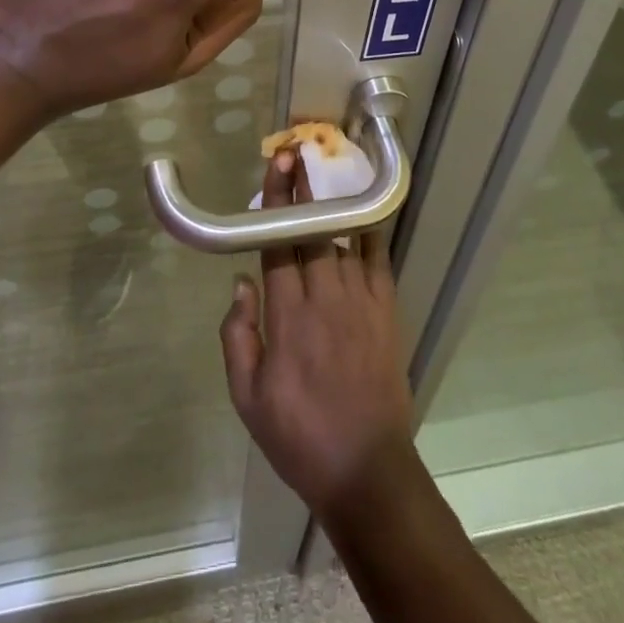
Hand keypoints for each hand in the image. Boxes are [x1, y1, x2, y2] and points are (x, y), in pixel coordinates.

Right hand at [219, 150, 415, 516]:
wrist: (365, 470)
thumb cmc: (298, 435)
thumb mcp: (247, 397)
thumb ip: (237, 335)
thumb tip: (241, 282)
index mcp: (287, 316)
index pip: (278, 243)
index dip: (276, 201)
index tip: (277, 166)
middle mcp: (324, 298)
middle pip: (312, 229)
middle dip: (303, 188)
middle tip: (297, 152)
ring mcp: (360, 302)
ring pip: (344, 238)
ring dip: (332, 203)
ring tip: (325, 172)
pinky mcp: (386, 312)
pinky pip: (379, 260)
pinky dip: (371, 233)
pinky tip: (365, 212)